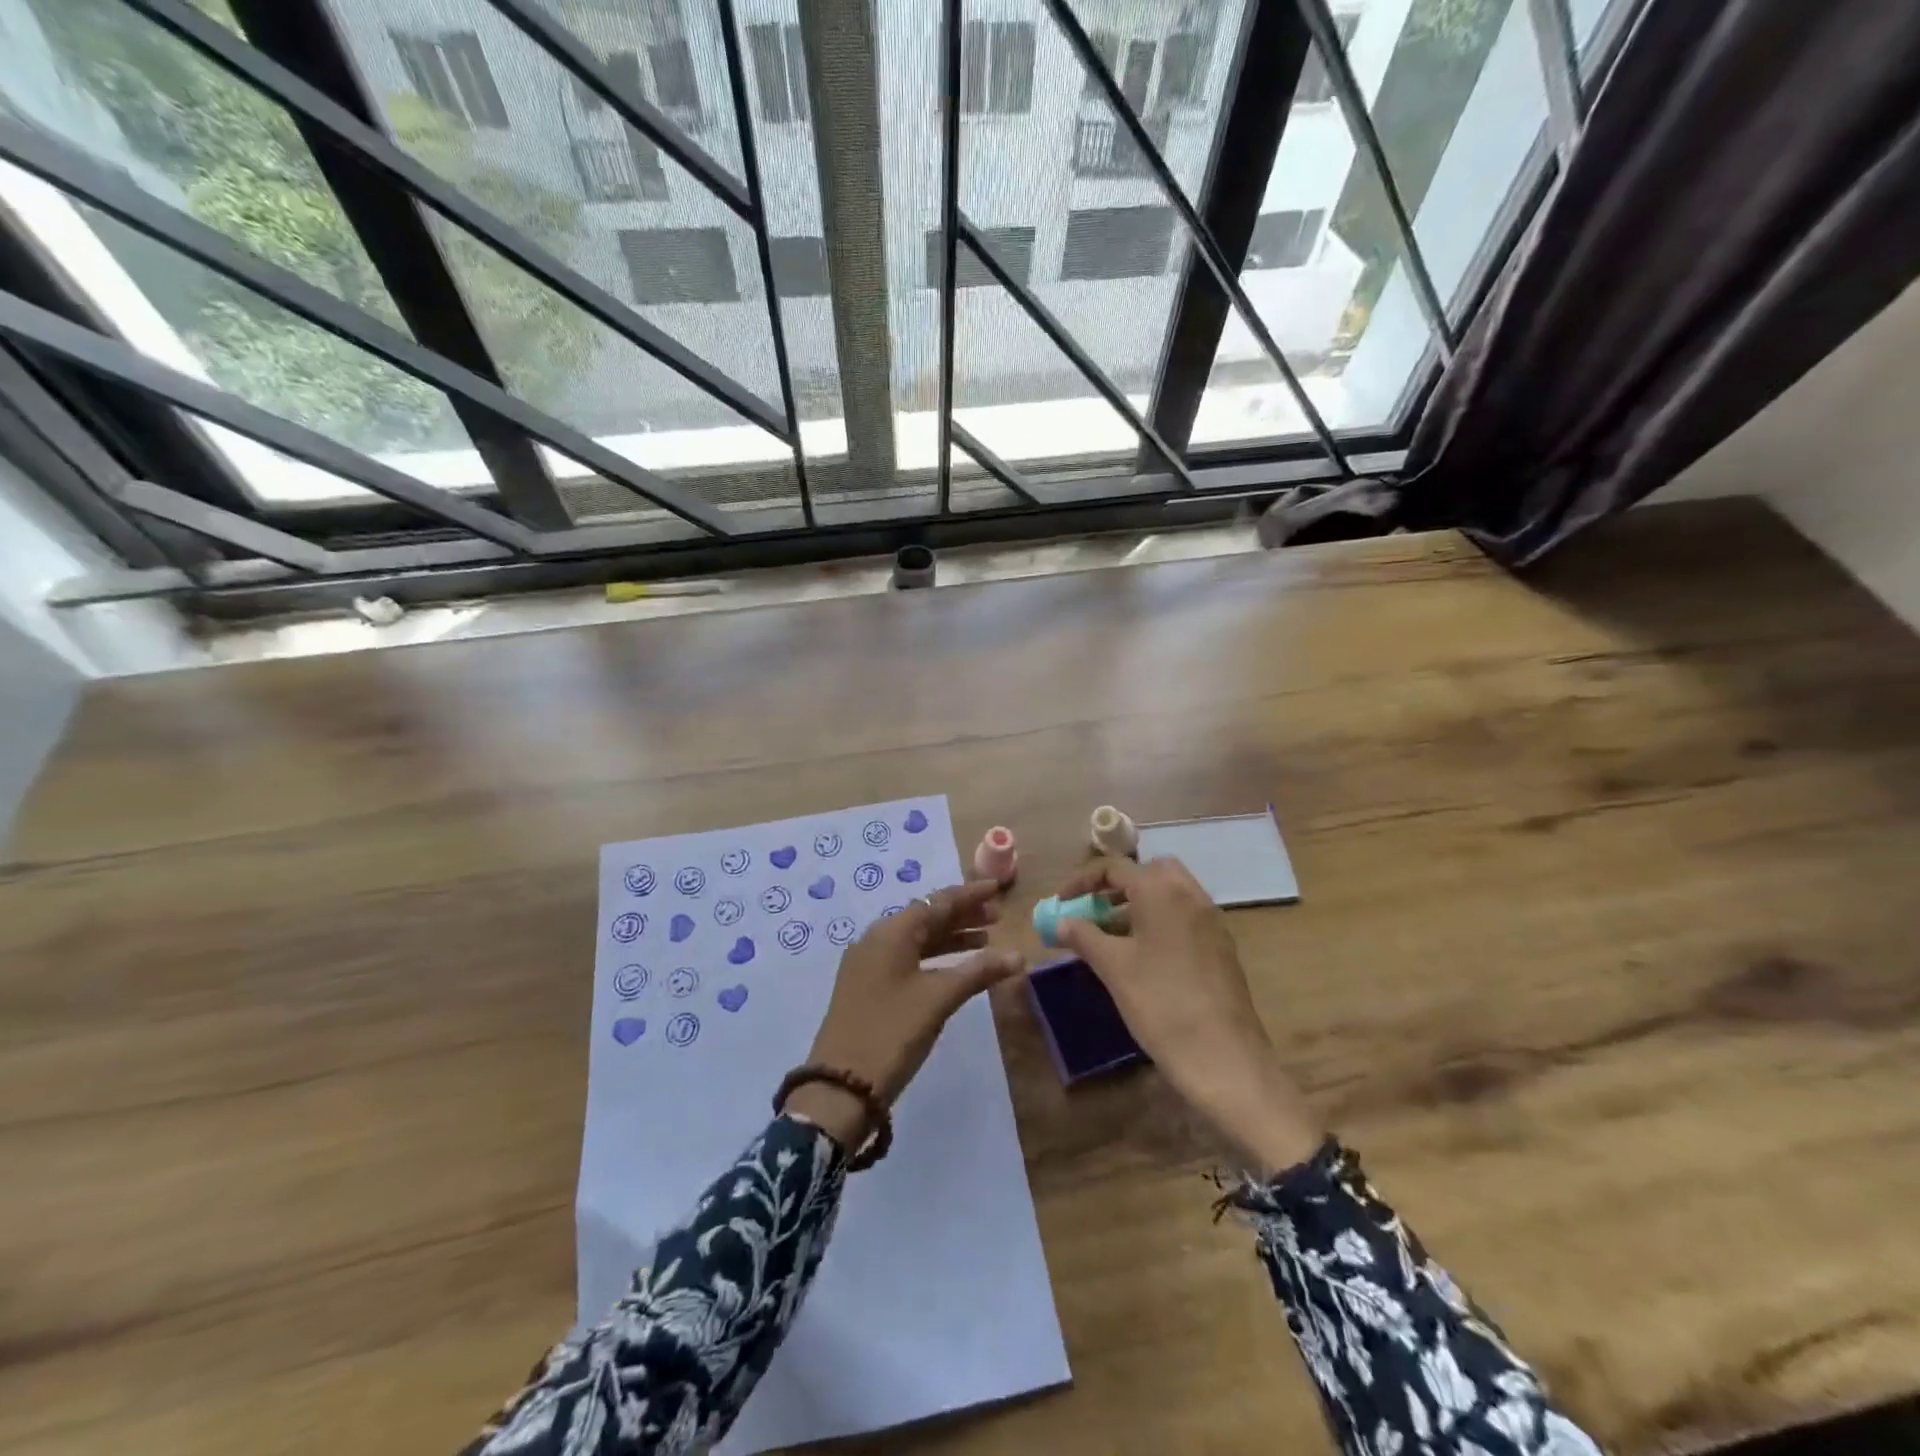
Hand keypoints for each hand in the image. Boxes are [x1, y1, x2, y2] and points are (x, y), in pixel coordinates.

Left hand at [785, 880, 1023, 1151]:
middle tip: (997, 917)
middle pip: (926, 918)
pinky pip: (907, 959)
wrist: (840, 1086)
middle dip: (962, 915)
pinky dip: (934, 958)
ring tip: (985, 941)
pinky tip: (955, 969)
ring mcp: (869, 964)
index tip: (997, 888)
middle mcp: (877, 939)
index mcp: (891, 932)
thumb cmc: (892, 1032)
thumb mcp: (938, 999)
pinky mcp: (867, 986)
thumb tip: (1018, 955)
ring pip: (917, 940)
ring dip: (950, 937)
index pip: (937, 902)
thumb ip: (978, 972)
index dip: (969, 895)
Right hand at [1052, 857, 1322, 1175]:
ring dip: (1138, 904)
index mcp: (1161, 891)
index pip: (1115, 867)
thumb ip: (1084, 936)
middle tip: (1094, 910)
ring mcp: (1211, 920)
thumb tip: (1062, 921)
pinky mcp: (1221, 946)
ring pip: (1169, 894)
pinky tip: (1142, 957)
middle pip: (1149, 872)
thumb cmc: (1160, 1004)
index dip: (1081, 882)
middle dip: (1117, 886)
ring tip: (1111, 936)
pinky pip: (1184, 916)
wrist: (1224, 1058)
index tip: (1061, 904)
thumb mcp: (1113, 968)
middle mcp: (1190, 894)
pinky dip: (1159, 921)